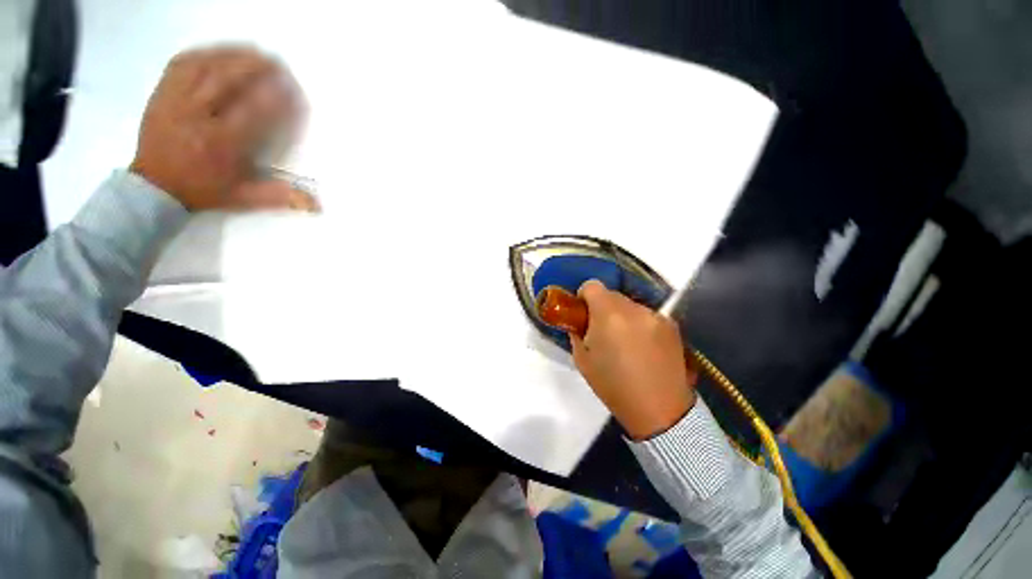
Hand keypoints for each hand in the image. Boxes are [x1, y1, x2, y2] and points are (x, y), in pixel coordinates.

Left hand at [130, 46, 316, 211]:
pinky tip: (221, 52)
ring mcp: (176, 101)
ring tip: (254, 52)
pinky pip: (182, 64)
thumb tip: (317, 204)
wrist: (154, 187)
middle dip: (255, 68)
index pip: (253, 112)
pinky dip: (204, 54)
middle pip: (227, 80)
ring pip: (205, 66)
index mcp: (221, 143)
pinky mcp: (162, 93)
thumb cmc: (204, 190)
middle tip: (278, 63)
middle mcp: (197, 116)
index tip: (293, 90)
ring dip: (232, 55)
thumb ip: (279, 197)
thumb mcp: (243, 198)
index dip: (275, 97)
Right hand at [571, 280, 697, 439]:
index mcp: (608, 315)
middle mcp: (634, 309)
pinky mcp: (672, 325)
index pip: (592, 286)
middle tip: (602, 331)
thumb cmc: (614, 386)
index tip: (584, 314)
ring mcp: (655, 316)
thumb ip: (577, 333)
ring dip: (623, 316)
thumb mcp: (582, 360)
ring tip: (625, 342)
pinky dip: (640, 325)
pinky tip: (643, 348)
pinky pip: (647, 316)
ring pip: (630, 305)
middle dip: (603, 308)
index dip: (584, 297)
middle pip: (612, 295)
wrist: (660, 410)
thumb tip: (580, 322)